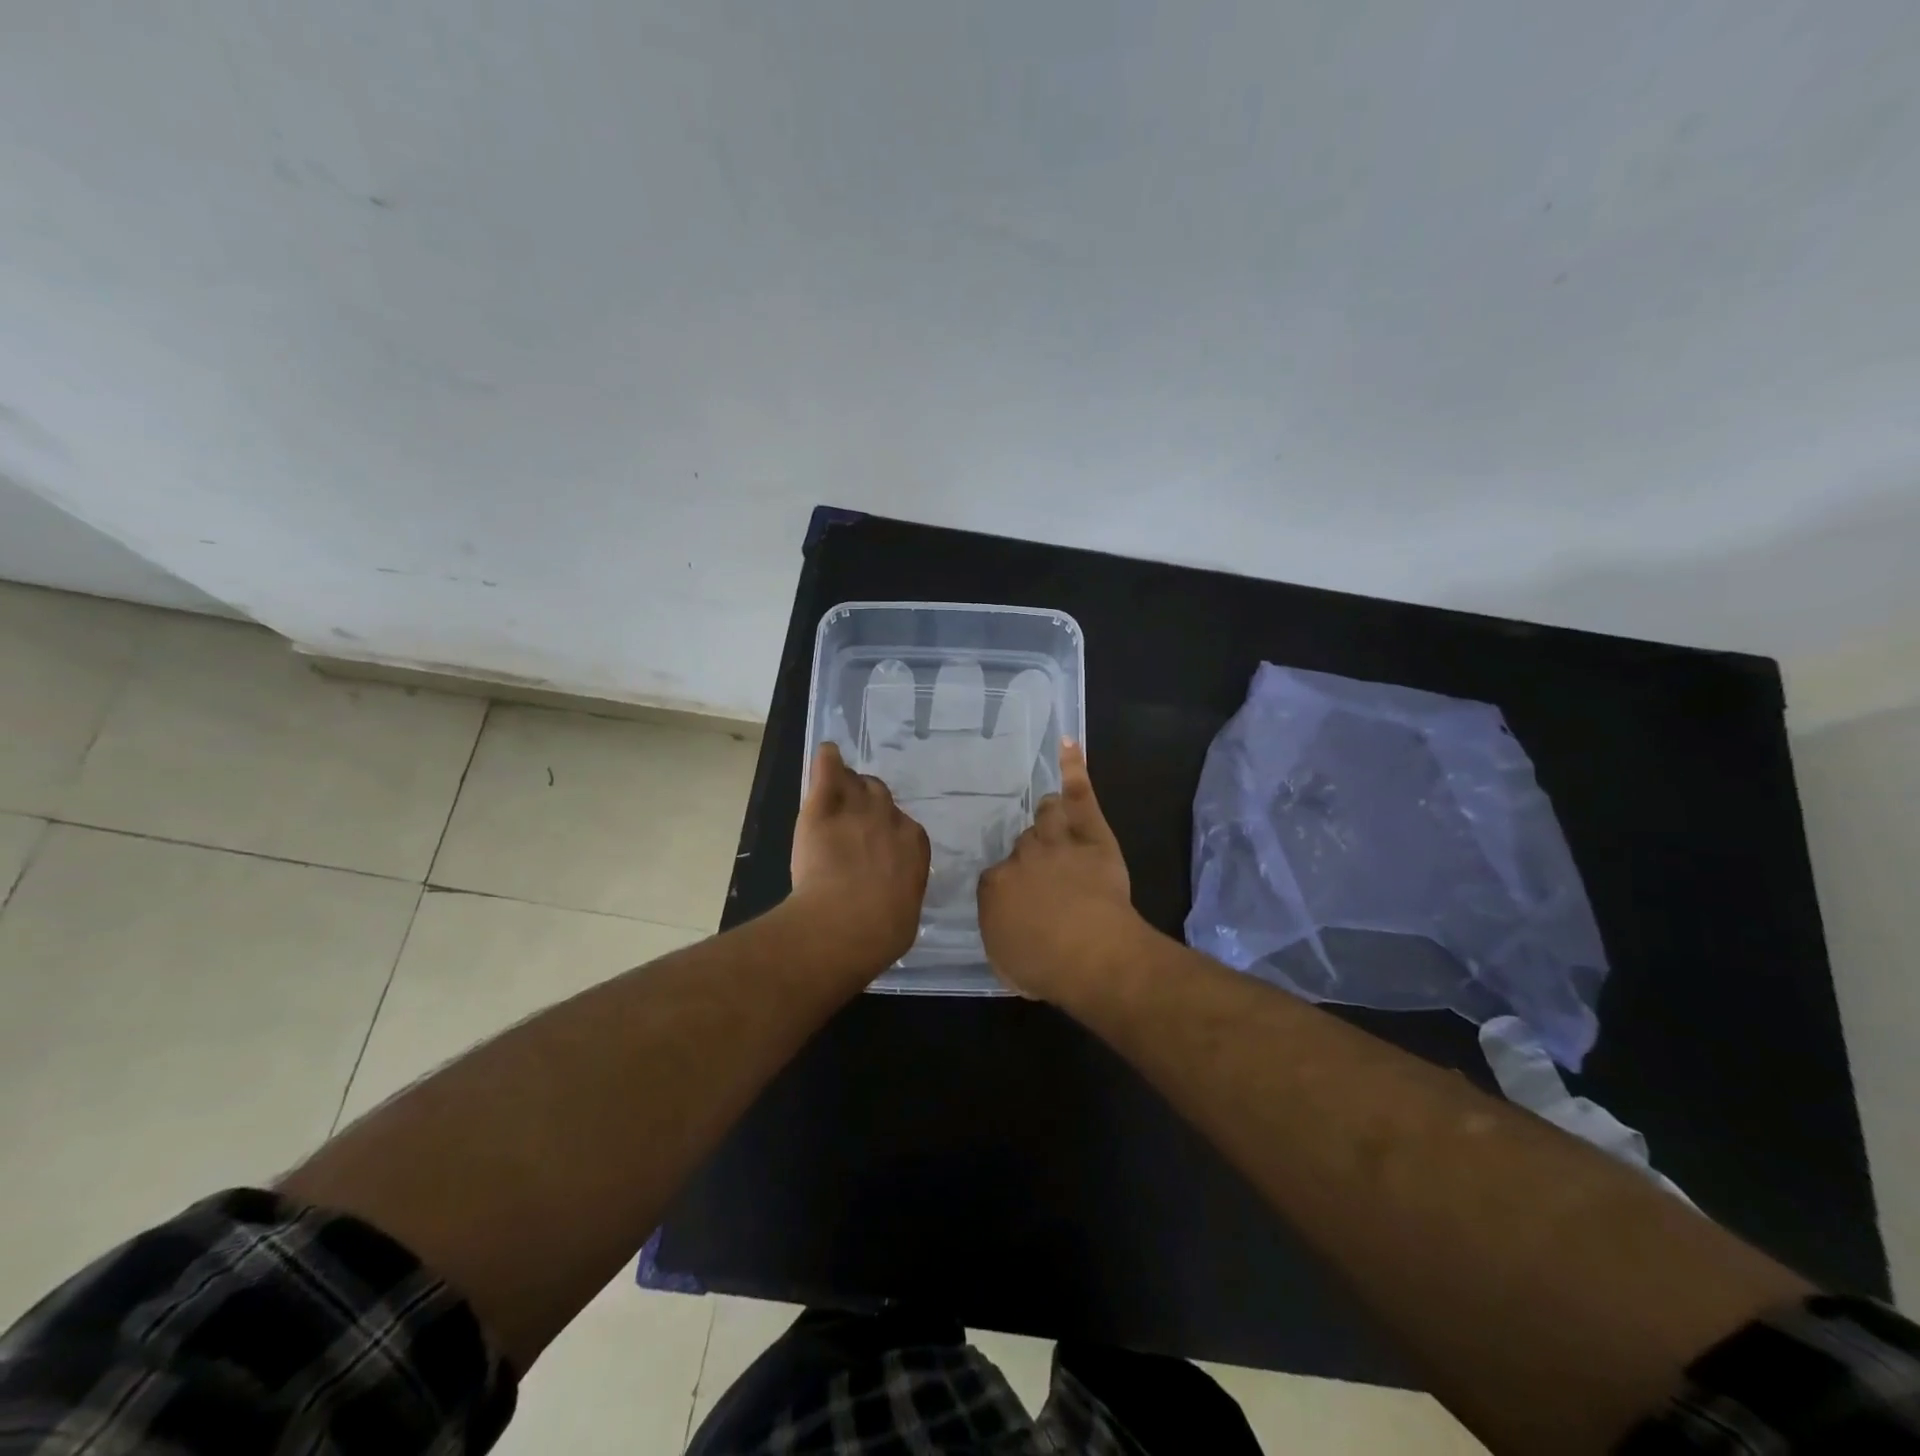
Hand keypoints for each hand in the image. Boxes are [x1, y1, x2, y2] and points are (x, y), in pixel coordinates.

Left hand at [789, 743, 930, 970]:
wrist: (847, 923)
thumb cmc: (882, 930)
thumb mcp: (904, 912)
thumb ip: (900, 890)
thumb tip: (893, 896)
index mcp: (915, 843)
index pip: (902, 824)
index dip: (886, 830)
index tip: (875, 842)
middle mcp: (889, 818)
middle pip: (880, 795)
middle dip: (868, 802)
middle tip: (853, 818)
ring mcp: (856, 808)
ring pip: (856, 782)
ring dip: (848, 784)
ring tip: (837, 788)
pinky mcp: (823, 807)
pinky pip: (828, 771)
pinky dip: (827, 760)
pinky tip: (826, 752)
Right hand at [978, 739, 1145, 998]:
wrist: (1091, 954)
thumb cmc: (1045, 967)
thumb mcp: (1005, 962)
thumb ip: (998, 934)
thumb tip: (1003, 922)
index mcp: (994, 886)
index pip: (997, 877)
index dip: (1012, 888)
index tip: (1024, 903)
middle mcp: (1020, 857)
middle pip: (1022, 845)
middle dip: (1031, 857)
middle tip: (1045, 874)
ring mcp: (1055, 841)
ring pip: (1046, 817)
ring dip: (1049, 818)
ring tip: (1052, 817)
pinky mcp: (1090, 833)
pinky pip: (1079, 795)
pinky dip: (1073, 768)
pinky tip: (1067, 744)